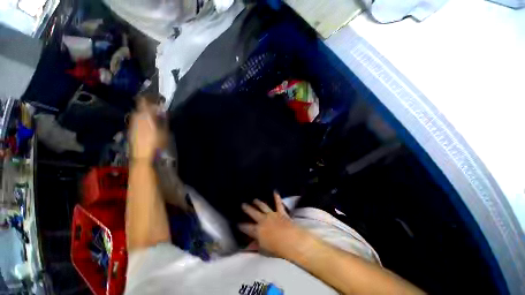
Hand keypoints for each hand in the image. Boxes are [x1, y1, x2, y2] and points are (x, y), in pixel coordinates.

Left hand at [130, 99, 159, 160]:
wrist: (142, 156)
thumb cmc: (156, 143)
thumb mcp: (164, 131)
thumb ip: (164, 119)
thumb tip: (163, 111)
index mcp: (145, 116)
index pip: (144, 101)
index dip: (150, 97)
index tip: (158, 98)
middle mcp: (136, 117)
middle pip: (140, 107)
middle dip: (149, 106)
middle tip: (158, 109)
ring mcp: (132, 124)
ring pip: (138, 113)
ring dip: (145, 113)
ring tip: (153, 117)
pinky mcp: (131, 130)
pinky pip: (136, 120)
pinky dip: (142, 119)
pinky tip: (148, 125)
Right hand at [239, 193, 311, 259]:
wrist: (291, 241)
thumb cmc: (277, 249)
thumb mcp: (263, 250)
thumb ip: (255, 247)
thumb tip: (247, 247)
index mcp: (257, 230)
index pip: (246, 227)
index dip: (241, 226)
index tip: (237, 223)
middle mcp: (263, 220)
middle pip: (253, 213)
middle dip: (247, 209)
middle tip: (243, 204)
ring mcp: (272, 215)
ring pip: (263, 206)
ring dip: (258, 202)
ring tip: (254, 200)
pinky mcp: (281, 212)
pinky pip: (278, 204)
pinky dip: (277, 197)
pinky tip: (275, 191)